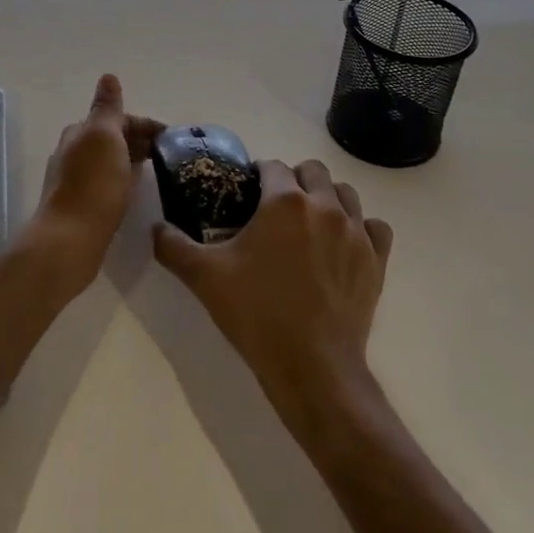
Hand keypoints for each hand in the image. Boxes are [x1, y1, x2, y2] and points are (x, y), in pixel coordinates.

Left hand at [25, 74, 162, 298]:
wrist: (70, 238)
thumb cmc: (94, 184)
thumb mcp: (104, 136)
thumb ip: (107, 107)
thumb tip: (108, 76)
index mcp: (80, 132)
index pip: (117, 118)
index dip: (144, 124)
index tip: (172, 137)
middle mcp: (73, 151)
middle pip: (112, 138)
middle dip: (138, 140)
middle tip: (169, 155)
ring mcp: (75, 179)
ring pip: (109, 160)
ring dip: (131, 159)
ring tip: (157, 171)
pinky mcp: (81, 204)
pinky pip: (107, 182)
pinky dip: (123, 179)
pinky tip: (134, 191)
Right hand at [153, 158, 393, 418]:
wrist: (312, 366)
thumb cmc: (256, 313)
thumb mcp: (204, 277)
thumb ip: (172, 245)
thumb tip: (156, 228)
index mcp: (285, 201)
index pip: (272, 166)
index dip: (257, 176)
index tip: (246, 196)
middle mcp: (325, 205)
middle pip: (312, 171)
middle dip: (293, 180)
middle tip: (275, 211)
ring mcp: (356, 232)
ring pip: (346, 194)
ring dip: (327, 199)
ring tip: (309, 225)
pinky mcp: (377, 260)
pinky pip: (375, 227)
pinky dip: (361, 228)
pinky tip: (343, 246)